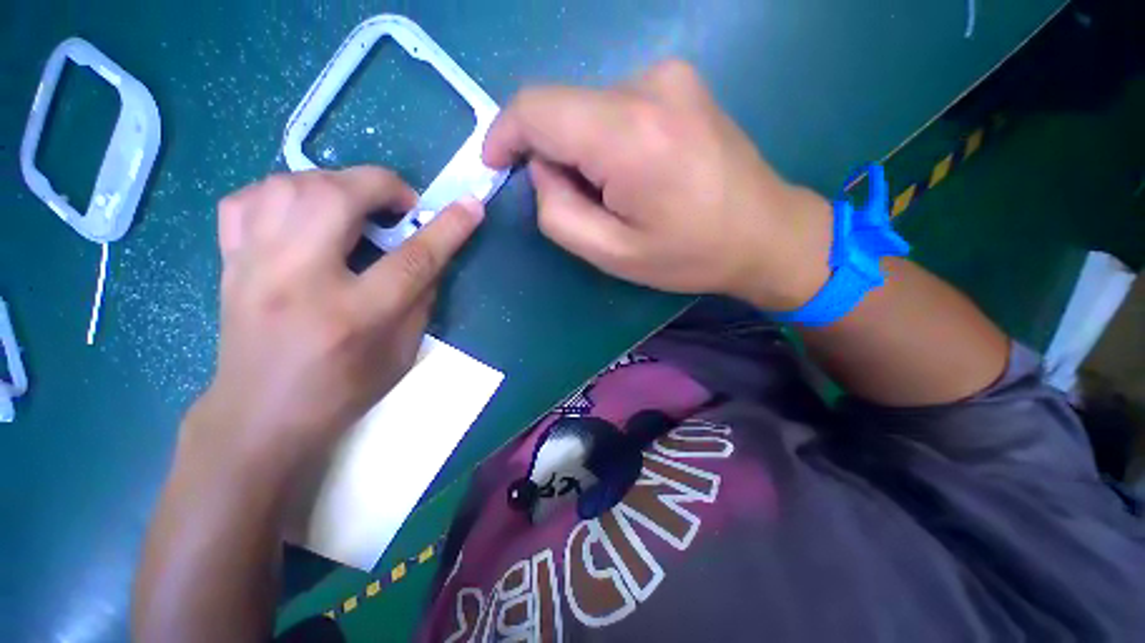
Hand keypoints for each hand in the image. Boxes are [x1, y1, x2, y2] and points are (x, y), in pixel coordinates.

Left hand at [187, 167, 483, 476]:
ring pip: (290, 185)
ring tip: (357, 207)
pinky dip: (285, 192)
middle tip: (401, 206)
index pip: (412, 258)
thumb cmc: (342, 391)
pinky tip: (305, 213)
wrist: (259, 416)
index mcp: (353, 316)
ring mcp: (253, 266)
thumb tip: (432, 256)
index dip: (448, 227)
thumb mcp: (403, 353)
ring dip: (337, 184)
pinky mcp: (229, 262)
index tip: (472, 206)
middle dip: (384, 186)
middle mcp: (297, 280)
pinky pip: (249, 199)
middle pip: (338, 197)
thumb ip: (422, 300)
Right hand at [483, 60, 832, 310]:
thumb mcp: (611, 253)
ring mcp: (669, 76)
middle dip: (552, 155)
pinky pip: (616, 107)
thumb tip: (541, 169)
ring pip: (588, 109)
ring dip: (583, 152)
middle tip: (580, 202)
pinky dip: (606, 140)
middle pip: (562, 109)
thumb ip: (558, 211)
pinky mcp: (680, 83)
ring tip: (617, 195)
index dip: (504, 133)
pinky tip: (635, 175)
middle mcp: (648, 85)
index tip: (496, 163)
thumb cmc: (689, 254)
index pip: (537, 108)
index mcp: (628, 133)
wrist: (765, 233)